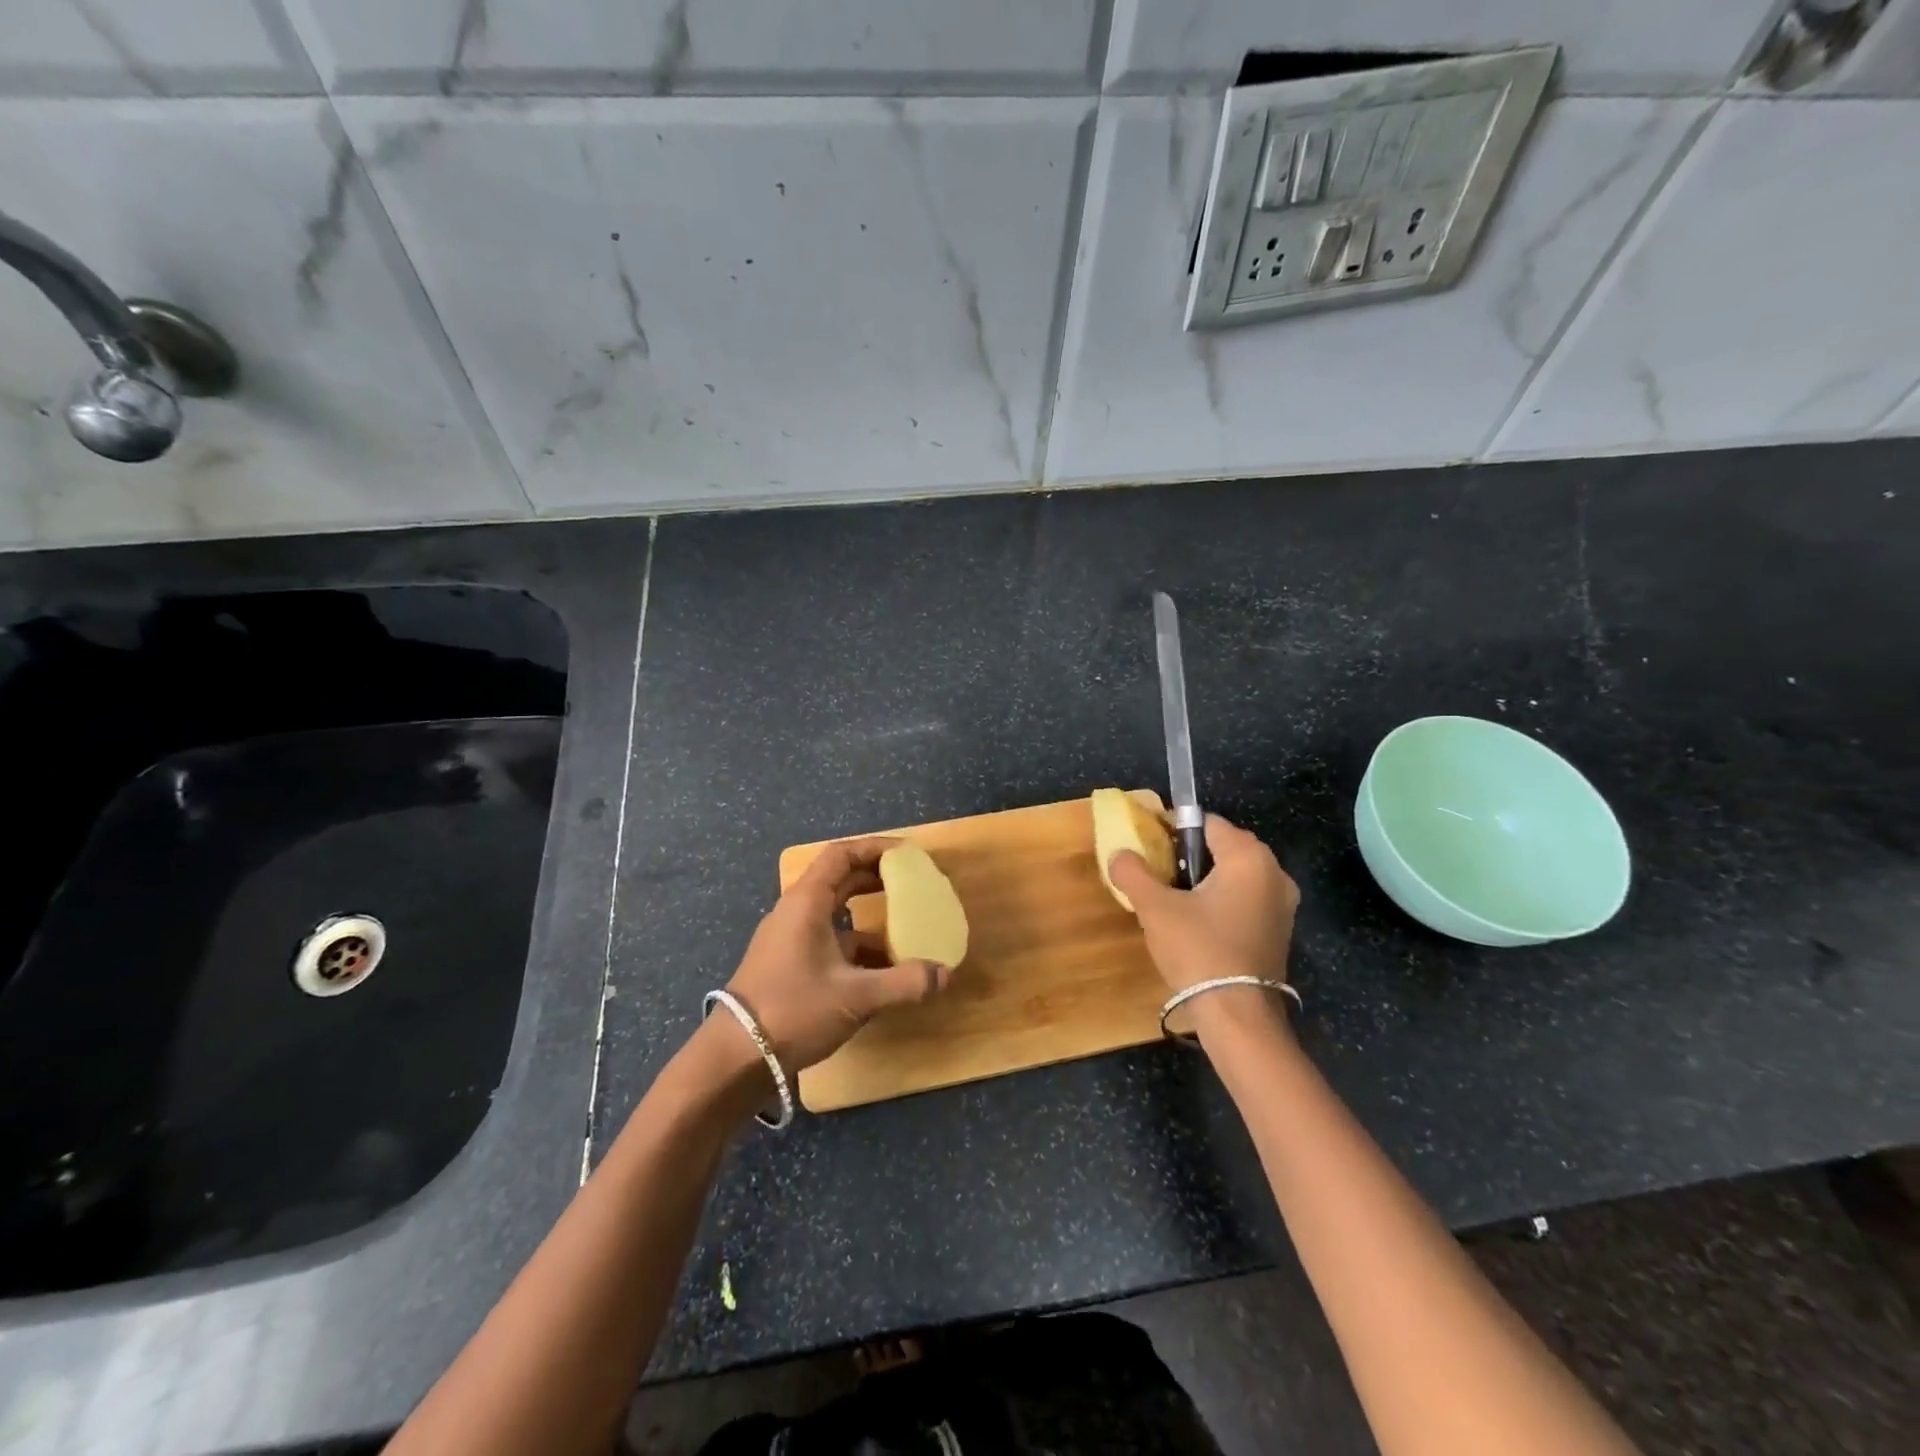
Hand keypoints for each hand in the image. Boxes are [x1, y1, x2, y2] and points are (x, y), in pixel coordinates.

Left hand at [723, 837, 952, 1074]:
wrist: (735, 1059)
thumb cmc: (793, 1010)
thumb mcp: (856, 996)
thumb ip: (904, 983)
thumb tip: (946, 974)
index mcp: (806, 903)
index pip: (840, 855)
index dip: (874, 848)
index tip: (907, 855)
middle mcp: (796, 913)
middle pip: (839, 880)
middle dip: (876, 878)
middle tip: (911, 883)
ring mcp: (790, 940)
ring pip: (835, 915)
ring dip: (869, 918)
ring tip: (905, 928)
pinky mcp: (789, 966)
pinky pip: (829, 943)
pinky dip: (856, 948)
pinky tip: (882, 970)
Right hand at [1109, 814, 1299, 995]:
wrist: (1237, 1016)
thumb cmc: (1198, 950)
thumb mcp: (1155, 908)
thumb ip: (1133, 872)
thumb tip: (1120, 854)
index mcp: (1249, 857)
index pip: (1206, 823)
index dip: (1173, 828)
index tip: (1148, 845)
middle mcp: (1274, 873)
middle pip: (1223, 847)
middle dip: (1189, 855)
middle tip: (1158, 874)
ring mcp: (1283, 905)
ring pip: (1235, 876)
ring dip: (1205, 881)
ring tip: (1173, 900)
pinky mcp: (1280, 931)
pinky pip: (1246, 900)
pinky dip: (1222, 902)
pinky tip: (1198, 924)